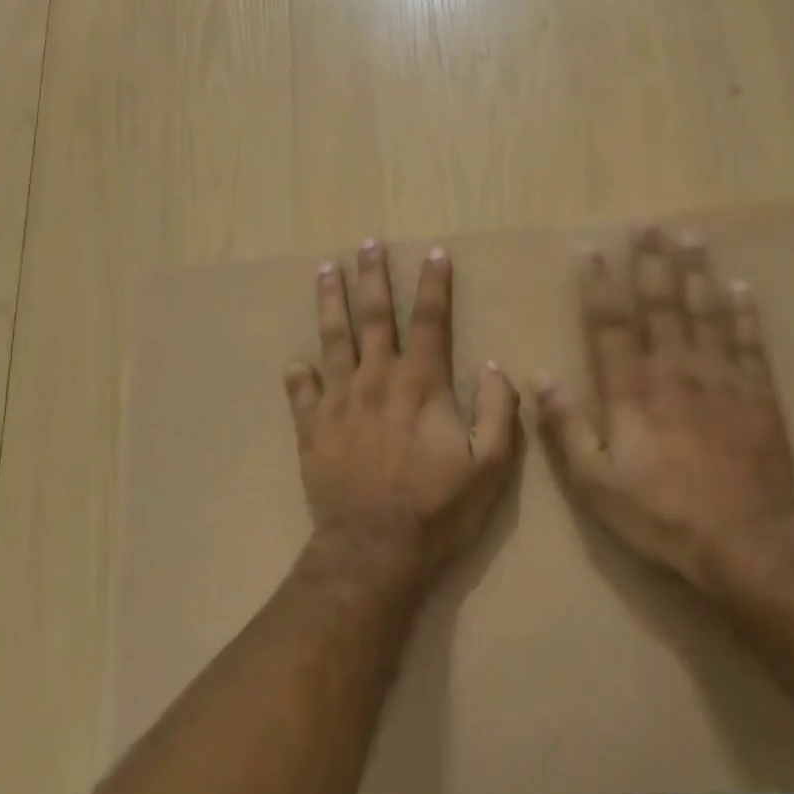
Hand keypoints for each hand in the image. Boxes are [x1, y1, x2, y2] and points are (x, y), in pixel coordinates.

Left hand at [284, 240, 520, 584]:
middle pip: (374, 316)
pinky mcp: (312, 428)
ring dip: (331, 302)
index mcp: (421, 384)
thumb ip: (497, 411)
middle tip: (367, 244)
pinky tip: (295, 362)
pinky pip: (300, 392)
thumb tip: (496, 367)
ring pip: (333, 339)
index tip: (435, 252)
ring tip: (326, 270)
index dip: (435, 284)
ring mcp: (339, 401)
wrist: (374, 550)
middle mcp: (377, 379)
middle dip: (373, 276)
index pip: (430, 320)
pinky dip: (298, 375)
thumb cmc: (438, 509)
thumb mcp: (489, 465)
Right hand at [536, 225, 793, 601]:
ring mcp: (721, 378)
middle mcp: (675, 371)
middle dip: (652, 263)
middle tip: (648, 225)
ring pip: (706, 313)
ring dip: (697, 273)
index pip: (612, 326)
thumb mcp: (596, 482)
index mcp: (632, 390)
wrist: (746, 540)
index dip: (601, 286)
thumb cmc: (662, 512)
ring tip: (692, 236)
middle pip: (661, 305)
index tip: (594, 250)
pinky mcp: (759, 394)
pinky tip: (742, 286)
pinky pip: (752, 343)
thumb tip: (540, 377)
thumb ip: (567, 427)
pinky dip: (746, 313)